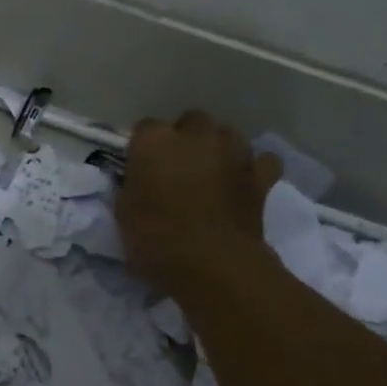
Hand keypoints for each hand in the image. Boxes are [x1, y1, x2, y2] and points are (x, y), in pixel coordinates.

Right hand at [117, 111, 281, 299]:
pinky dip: (254, 168)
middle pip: (191, 120)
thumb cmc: (156, 239)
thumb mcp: (124, 212)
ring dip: (218, 147)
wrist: (212, 265)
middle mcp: (195, 137)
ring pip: (228, 134)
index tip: (140, 166)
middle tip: (176, 166)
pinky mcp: (260, 177)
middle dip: (185, 137)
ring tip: (210, 170)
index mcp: (154, 142)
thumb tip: (141, 181)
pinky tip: (244, 180)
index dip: (143, 147)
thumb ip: (133, 186)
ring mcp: (232, 153)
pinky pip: (262, 161)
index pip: (145, 127)